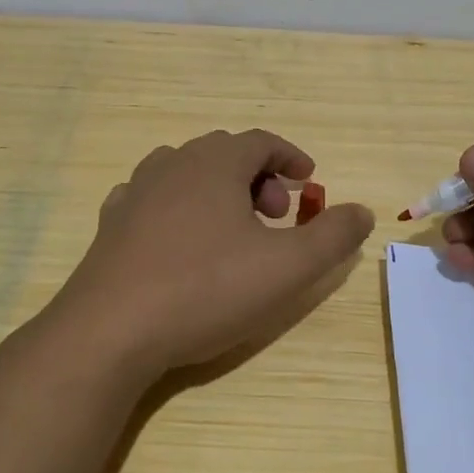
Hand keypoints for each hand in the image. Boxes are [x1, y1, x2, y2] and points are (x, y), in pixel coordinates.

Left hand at [50, 130, 375, 379]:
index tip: (308, 182)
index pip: (261, 141)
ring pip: (185, 172)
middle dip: (258, 178)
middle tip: (275, 216)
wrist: (110, 331)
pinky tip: (181, 241)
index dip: (290, 157)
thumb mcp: (287, 267)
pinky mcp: (110, 225)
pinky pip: (152, 199)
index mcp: (215, 163)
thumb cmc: (206, 289)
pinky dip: (177, 208)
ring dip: (217, 191)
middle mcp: (172, 165)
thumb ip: (332, 237)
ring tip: (232, 230)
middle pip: (224, 154)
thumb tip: (363, 212)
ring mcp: (135, 193)